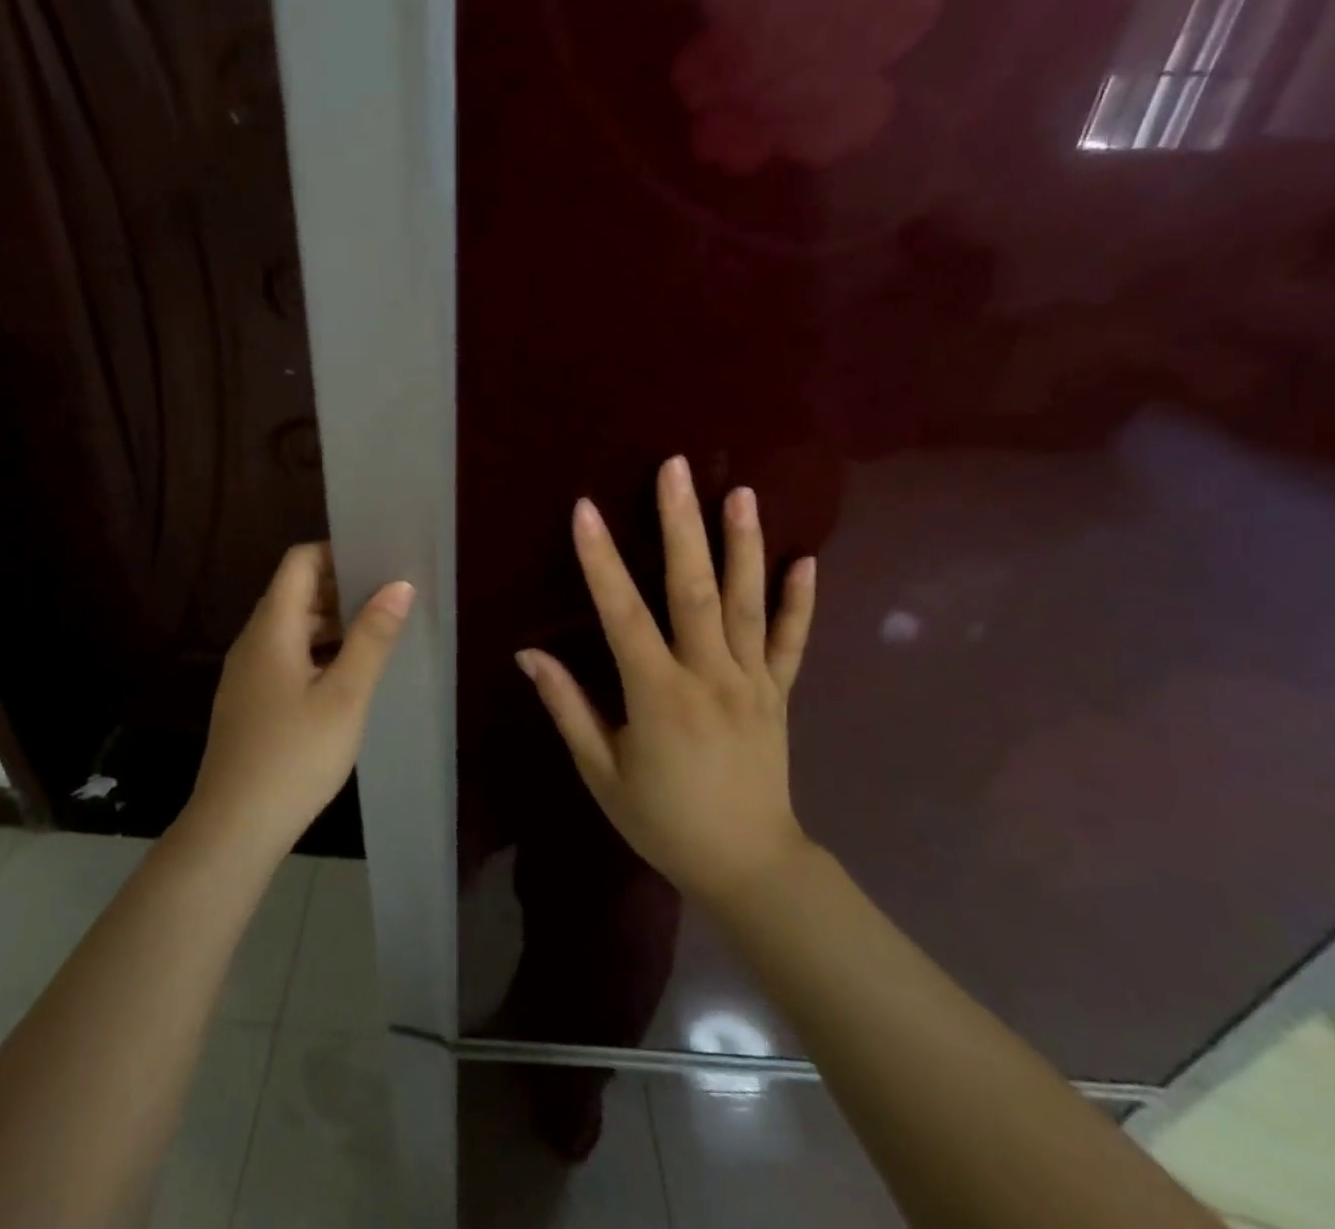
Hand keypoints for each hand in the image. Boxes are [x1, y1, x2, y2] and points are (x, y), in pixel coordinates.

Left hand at [189, 542, 413, 859]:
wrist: (234, 828)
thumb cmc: (295, 755)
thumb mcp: (345, 696)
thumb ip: (372, 638)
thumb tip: (399, 585)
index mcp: (271, 628)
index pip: (299, 563)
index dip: (336, 553)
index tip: (378, 561)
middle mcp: (254, 641)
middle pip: (295, 593)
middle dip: (342, 589)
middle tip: (391, 597)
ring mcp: (248, 673)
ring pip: (293, 628)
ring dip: (333, 623)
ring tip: (379, 633)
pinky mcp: (251, 701)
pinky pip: (287, 657)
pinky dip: (318, 652)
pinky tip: (349, 676)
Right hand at [516, 456, 817, 907]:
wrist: (748, 866)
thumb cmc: (663, 821)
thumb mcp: (601, 772)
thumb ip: (567, 707)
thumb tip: (527, 654)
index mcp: (658, 695)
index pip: (623, 615)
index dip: (601, 560)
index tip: (585, 510)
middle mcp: (709, 676)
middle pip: (693, 589)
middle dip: (682, 524)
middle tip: (676, 468)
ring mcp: (752, 681)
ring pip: (748, 603)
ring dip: (743, 545)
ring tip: (741, 492)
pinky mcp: (780, 693)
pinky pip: (793, 641)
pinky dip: (801, 601)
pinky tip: (807, 559)